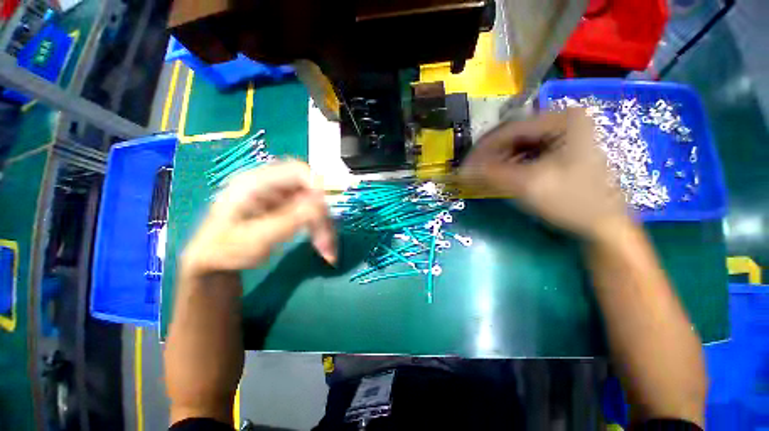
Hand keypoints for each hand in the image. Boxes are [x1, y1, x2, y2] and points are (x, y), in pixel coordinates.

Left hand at [181, 161, 336, 275]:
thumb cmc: (226, 249)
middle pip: (311, 190)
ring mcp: (281, 196)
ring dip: (324, 226)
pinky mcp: (288, 207)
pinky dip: (320, 228)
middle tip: (327, 243)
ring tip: (327, 251)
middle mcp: (272, 184)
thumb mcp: (256, 238)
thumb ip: (289, 219)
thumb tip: (321, 204)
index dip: (318, 186)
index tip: (327, 212)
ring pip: (316, 204)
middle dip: (323, 216)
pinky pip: (313, 213)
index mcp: (255, 183)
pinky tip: (322, 245)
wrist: (214, 260)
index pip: (297, 170)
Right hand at [459, 109, 628, 237]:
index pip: (509, 130)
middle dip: (489, 157)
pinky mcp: (562, 151)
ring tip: (484, 177)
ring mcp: (564, 136)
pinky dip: (510, 166)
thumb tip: (461, 172)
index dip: (482, 150)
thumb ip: (490, 175)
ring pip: (518, 146)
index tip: (464, 167)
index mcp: (562, 119)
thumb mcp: (527, 185)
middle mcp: (563, 120)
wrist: (605, 226)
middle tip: (472, 174)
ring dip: (498, 162)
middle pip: (513, 137)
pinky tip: (502, 177)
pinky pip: (527, 154)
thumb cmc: (572, 201)